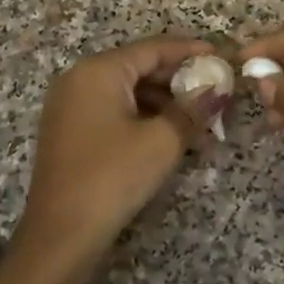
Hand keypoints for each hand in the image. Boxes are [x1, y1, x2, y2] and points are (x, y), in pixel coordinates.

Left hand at [17, 36, 211, 257]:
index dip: (190, 51)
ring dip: (164, 102)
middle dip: (179, 80)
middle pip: (139, 67)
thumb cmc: (112, 177)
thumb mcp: (162, 141)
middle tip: (216, 90)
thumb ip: (193, 108)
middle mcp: (80, 78)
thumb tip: (220, 89)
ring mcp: (71, 104)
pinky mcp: (70, 129)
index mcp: (99, 70)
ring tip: (200, 118)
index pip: (153, 48)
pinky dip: (143, 116)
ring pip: (128, 90)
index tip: (222, 56)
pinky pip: (114, 109)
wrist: (61, 235)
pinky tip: (171, 133)